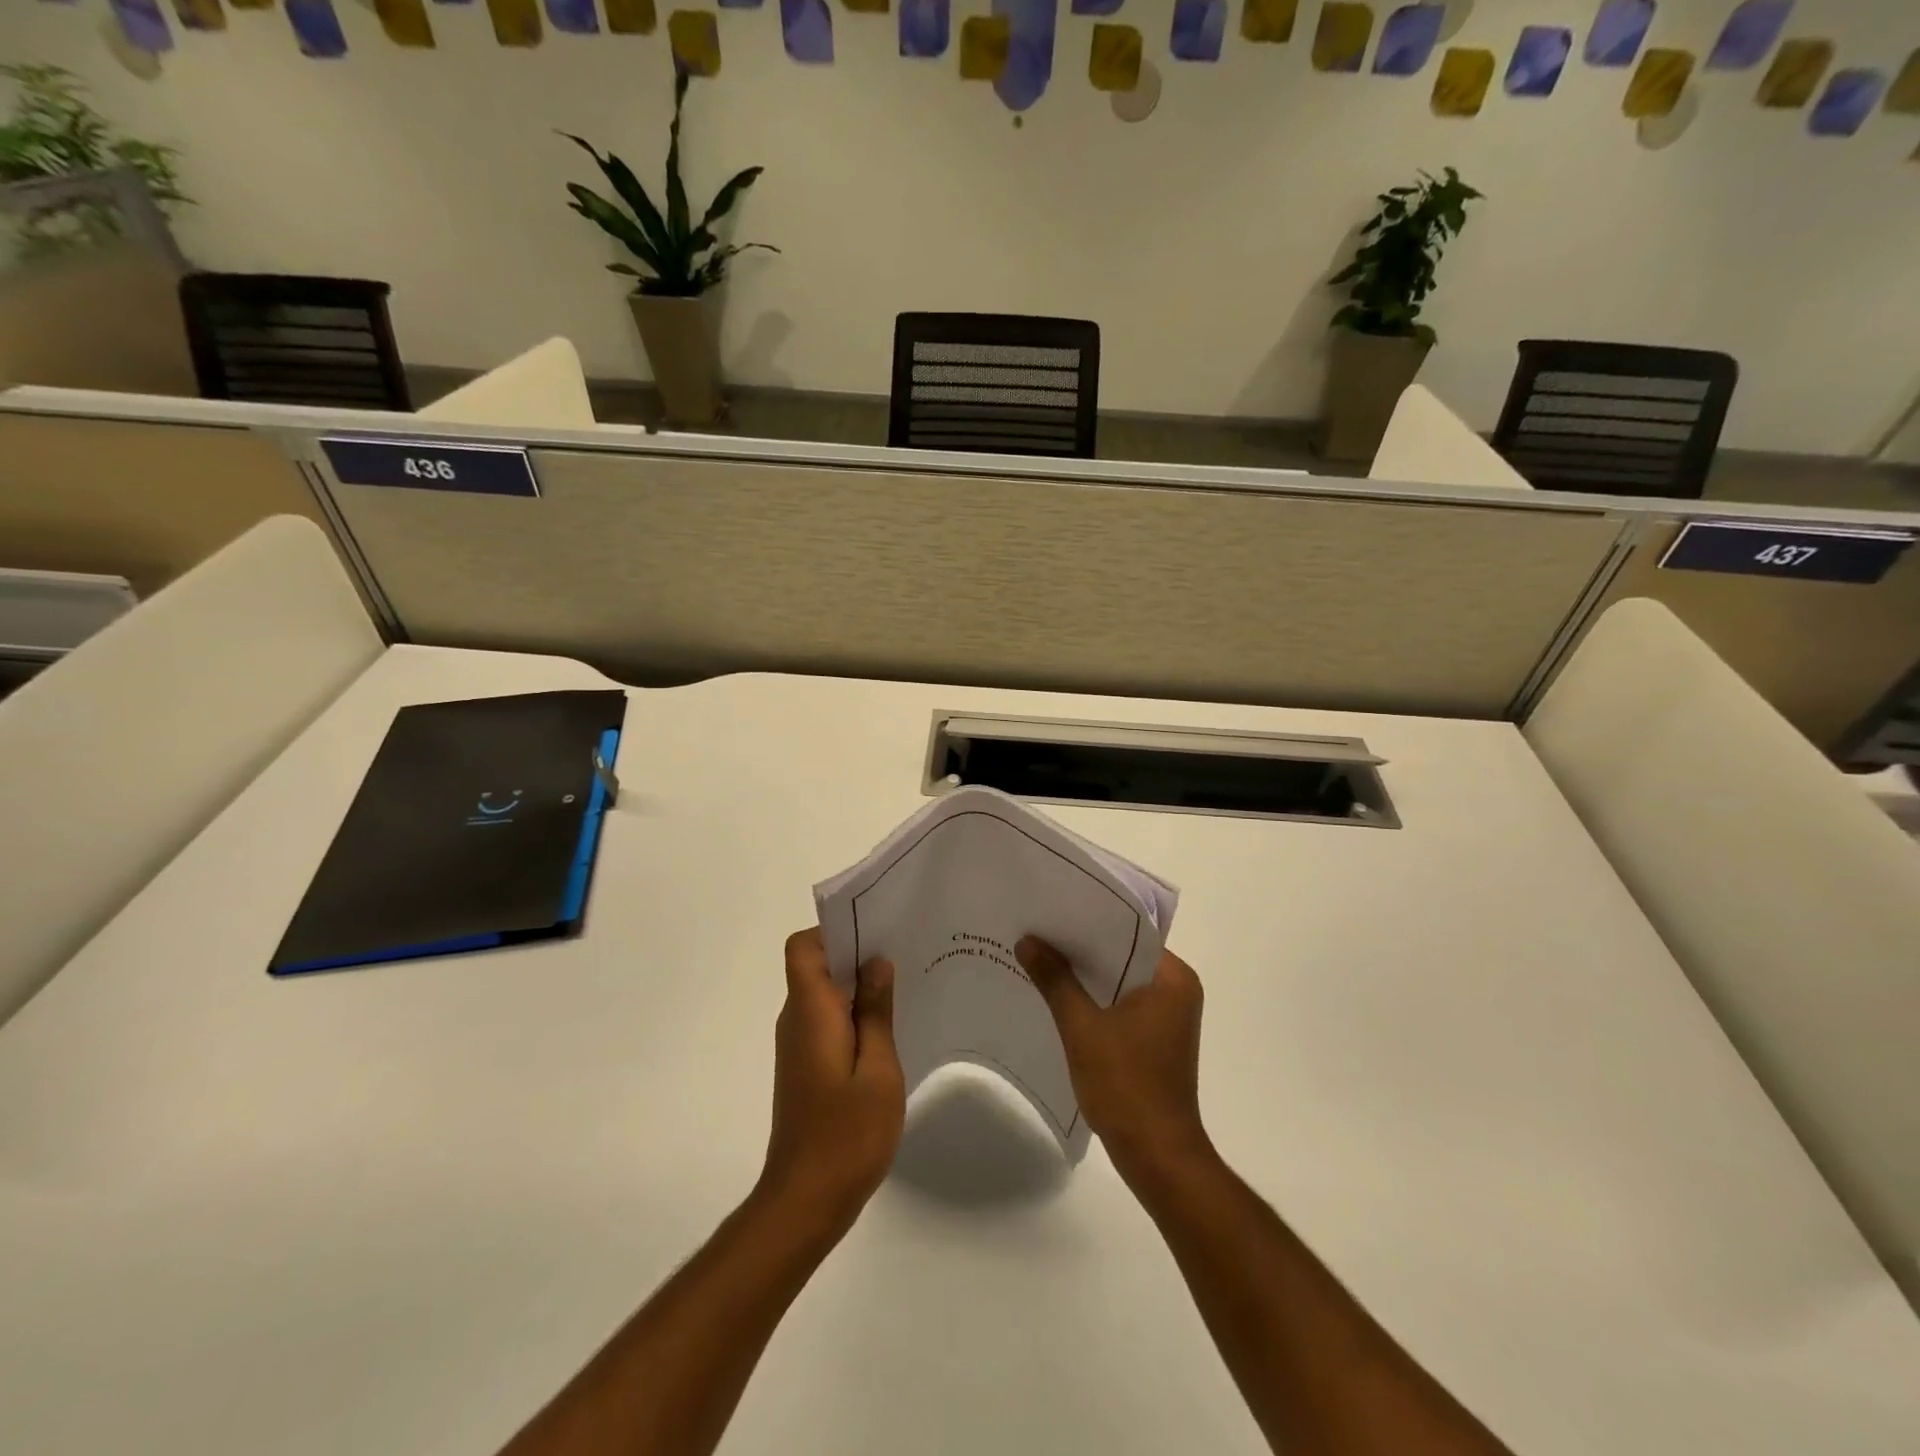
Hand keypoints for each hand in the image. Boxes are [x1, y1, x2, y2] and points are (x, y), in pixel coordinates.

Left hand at [759, 928, 904, 1239]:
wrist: (805, 1201)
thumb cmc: (847, 1134)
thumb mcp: (878, 1068)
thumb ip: (876, 1011)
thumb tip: (876, 963)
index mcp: (810, 1011)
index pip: (803, 947)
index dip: (833, 931)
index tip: (875, 932)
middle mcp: (796, 1020)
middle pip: (815, 965)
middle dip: (855, 953)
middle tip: (904, 953)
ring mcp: (798, 1045)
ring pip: (823, 993)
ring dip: (857, 985)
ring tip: (904, 988)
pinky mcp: (805, 1066)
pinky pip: (826, 1020)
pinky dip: (853, 1014)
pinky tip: (888, 1030)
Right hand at [1016, 936, 1210, 1183]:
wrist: (1157, 1156)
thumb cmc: (1126, 1086)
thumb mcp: (1082, 1028)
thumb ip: (1056, 980)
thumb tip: (1027, 940)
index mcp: (1173, 979)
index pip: (1129, 932)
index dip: (1090, 920)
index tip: (1053, 909)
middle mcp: (1177, 990)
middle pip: (1123, 955)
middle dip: (1082, 947)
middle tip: (1038, 928)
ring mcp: (1168, 1016)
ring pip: (1119, 980)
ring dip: (1085, 974)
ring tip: (1040, 955)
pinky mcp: (1155, 1038)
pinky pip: (1120, 1003)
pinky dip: (1094, 999)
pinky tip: (1058, 995)